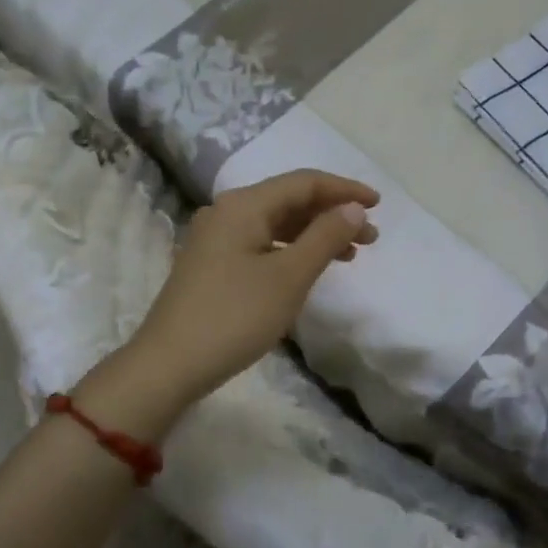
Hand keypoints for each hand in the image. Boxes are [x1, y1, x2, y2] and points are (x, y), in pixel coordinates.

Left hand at [126, 169, 378, 412]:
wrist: (169, 365)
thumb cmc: (235, 317)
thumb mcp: (289, 277)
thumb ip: (325, 237)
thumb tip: (354, 209)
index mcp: (244, 205)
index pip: (304, 182)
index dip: (344, 189)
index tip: (379, 204)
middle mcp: (227, 212)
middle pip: (290, 200)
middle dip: (333, 214)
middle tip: (371, 237)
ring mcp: (216, 238)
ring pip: (277, 224)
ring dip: (315, 234)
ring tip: (350, 255)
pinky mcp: (212, 263)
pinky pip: (262, 243)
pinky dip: (292, 250)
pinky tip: (310, 267)